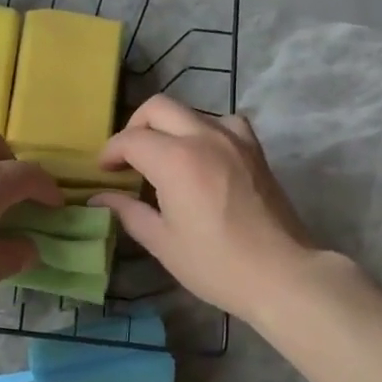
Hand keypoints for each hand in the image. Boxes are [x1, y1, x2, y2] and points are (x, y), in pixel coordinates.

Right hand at [94, 97, 328, 323]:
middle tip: (128, 158)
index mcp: (175, 160)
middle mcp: (204, 137)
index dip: (110, 152)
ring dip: (169, 127)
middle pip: (158, 108)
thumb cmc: (215, 264)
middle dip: (135, 127)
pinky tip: (202, 156)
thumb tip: (100, 197)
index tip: (104, 172)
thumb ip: (128, 211)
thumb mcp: (162, 242)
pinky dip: (204, 130)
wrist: (281, 273)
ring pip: (190, 111)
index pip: (131, 139)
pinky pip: (223, 122)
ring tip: (163, 158)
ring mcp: (234, 139)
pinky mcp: (254, 149)